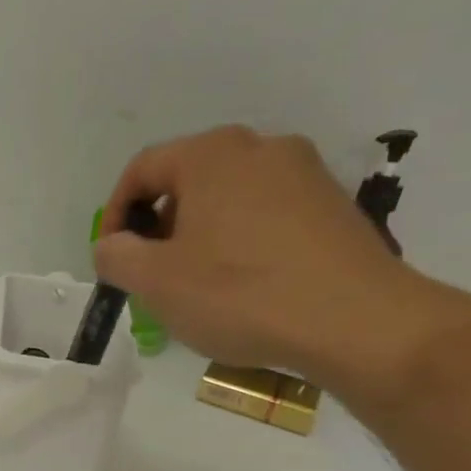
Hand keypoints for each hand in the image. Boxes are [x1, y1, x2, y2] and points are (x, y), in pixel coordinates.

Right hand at [93, 125, 462, 396]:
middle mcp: (259, 147)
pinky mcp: (333, 205)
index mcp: (211, 154)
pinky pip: (267, 215)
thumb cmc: (241, 294)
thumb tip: (112, 245)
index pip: (142, 170)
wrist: (357, 322)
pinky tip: (246, 287)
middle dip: (159, 227)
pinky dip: (241, 242)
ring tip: (198, 286)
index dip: (115, 213)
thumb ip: (116, 256)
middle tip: (152, 275)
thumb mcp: (156, 282)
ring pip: (228, 198)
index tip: (113, 257)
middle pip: (187, 181)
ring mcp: (304, 173)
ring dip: (200, 236)